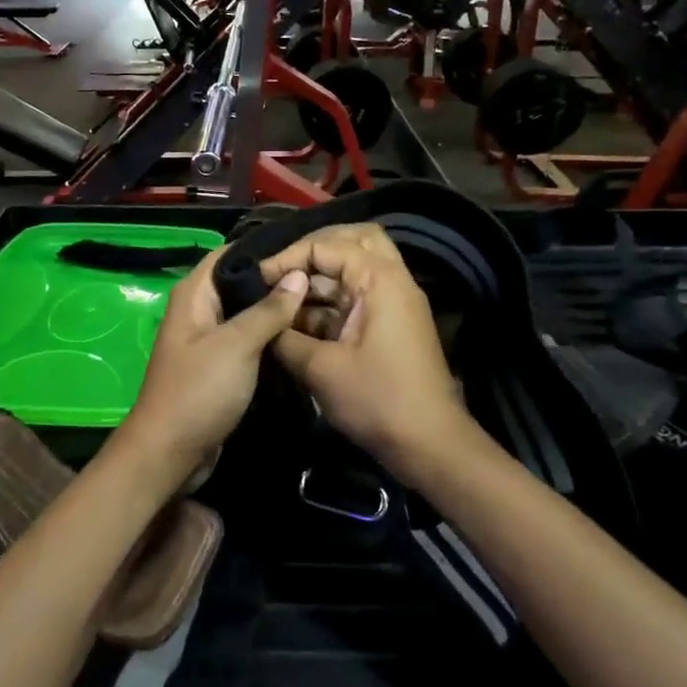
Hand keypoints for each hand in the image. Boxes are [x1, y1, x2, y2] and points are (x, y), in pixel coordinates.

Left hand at [121, 250, 308, 479]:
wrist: (170, 452)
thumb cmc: (199, 390)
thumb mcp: (237, 345)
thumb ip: (268, 309)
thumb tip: (298, 275)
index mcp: (194, 294)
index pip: (230, 253)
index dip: (264, 247)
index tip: (304, 247)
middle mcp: (199, 310)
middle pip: (240, 282)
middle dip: (276, 279)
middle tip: (321, 277)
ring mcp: (208, 339)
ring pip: (246, 313)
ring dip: (276, 310)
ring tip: (320, 301)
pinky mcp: (219, 365)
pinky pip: (247, 340)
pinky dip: (269, 336)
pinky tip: (300, 334)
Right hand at [258, 225, 473, 474]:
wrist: (428, 444)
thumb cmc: (376, 400)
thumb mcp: (320, 369)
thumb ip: (284, 336)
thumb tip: (260, 322)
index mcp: (380, 279)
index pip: (328, 244)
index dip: (288, 257)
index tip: (258, 278)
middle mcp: (392, 281)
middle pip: (352, 241)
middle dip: (313, 251)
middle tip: (281, 272)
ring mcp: (394, 303)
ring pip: (355, 269)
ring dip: (320, 279)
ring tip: (283, 300)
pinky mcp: (390, 326)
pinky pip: (356, 298)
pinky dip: (329, 303)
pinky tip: (298, 323)